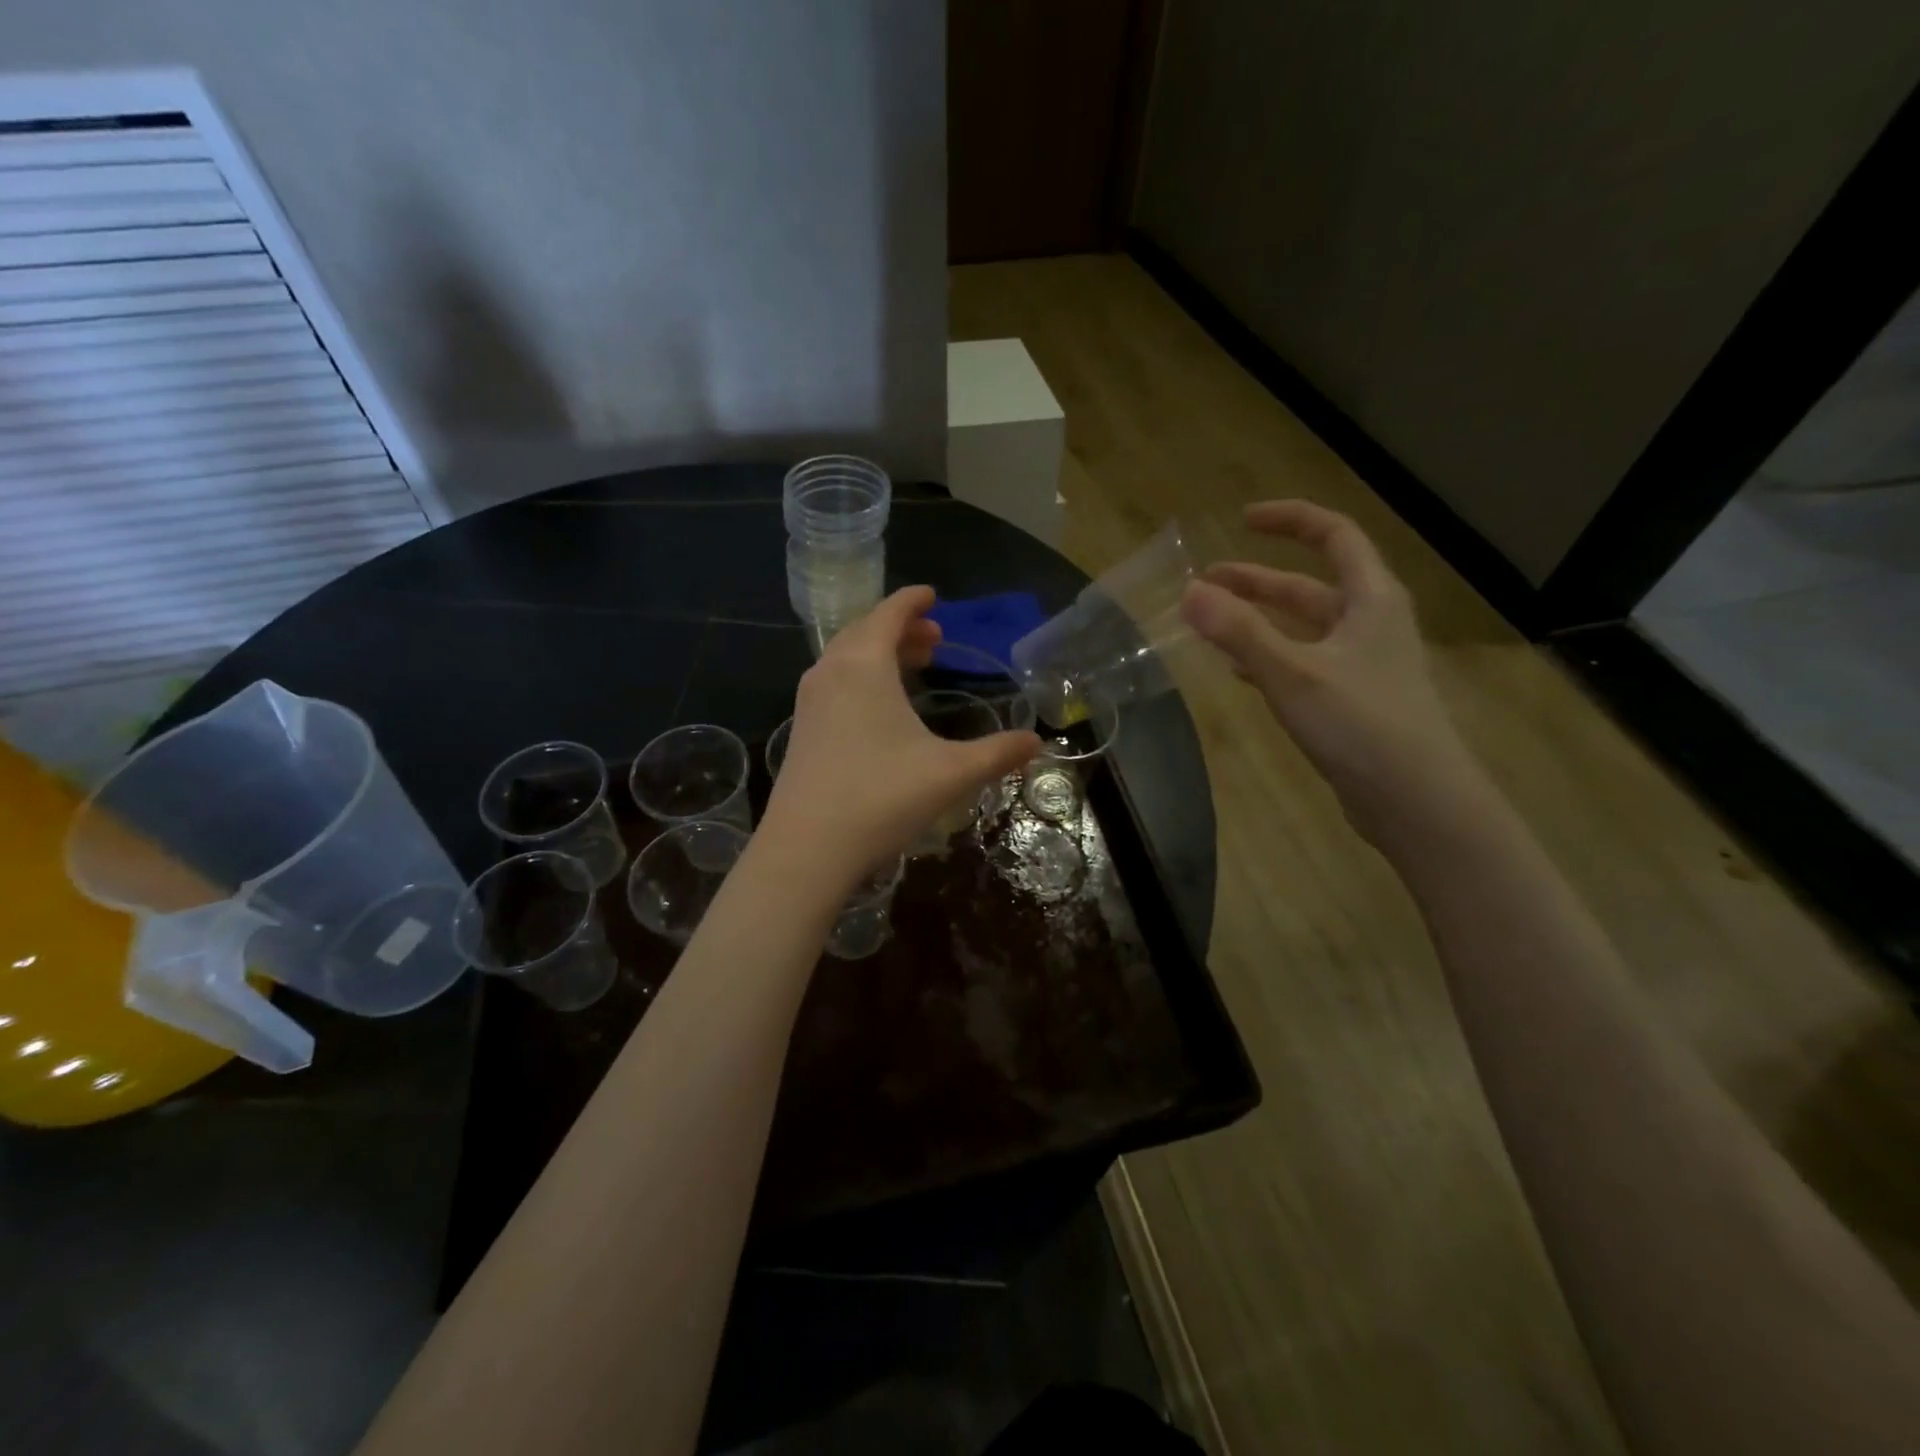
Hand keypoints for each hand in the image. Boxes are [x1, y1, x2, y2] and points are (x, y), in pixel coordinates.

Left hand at [763, 587, 1040, 884]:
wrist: (806, 848)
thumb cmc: (882, 797)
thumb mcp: (951, 773)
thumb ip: (998, 753)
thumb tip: (1038, 743)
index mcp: (864, 665)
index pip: (888, 614)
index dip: (912, 600)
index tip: (932, 595)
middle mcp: (830, 672)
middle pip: (865, 632)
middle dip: (900, 628)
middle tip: (934, 638)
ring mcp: (809, 702)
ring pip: (846, 658)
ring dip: (880, 653)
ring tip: (914, 665)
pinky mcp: (801, 730)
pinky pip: (834, 683)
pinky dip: (861, 676)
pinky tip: (881, 707)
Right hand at [1179, 500, 1486, 845]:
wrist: (1417, 801)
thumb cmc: (1361, 725)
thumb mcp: (1293, 673)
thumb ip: (1240, 632)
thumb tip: (1189, 592)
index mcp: (1371, 600)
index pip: (1334, 536)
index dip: (1290, 520)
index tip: (1242, 520)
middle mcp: (1370, 624)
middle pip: (1310, 586)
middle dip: (1257, 580)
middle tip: (1206, 582)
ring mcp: (1363, 665)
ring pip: (1303, 628)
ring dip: (1259, 620)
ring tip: (1212, 623)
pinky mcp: (1352, 702)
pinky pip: (1303, 663)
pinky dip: (1269, 658)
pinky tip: (1239, 672)